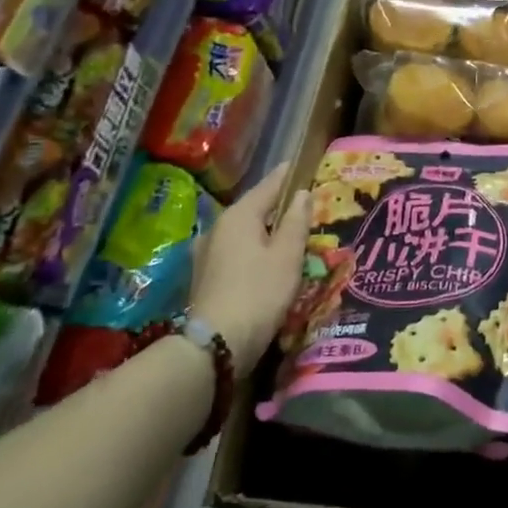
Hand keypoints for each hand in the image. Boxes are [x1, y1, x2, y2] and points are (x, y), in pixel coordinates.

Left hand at [191, 164, 312, 375]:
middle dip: (275, 204)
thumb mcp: (287, 256)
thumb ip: (296, 221)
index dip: (286, 176)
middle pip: (252, 208)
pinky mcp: (205, 275)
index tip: (300, 165)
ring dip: (263, 228)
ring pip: (243, 230)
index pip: (268, 186)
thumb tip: (302, 193)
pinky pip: (235, 249)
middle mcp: (218, 227)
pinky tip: (264, 258)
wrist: (217, 342)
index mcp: (239, 216)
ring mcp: (207, 252)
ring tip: (285, 231)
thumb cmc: (260, 292)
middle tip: (300, 202)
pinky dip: (253, 247)